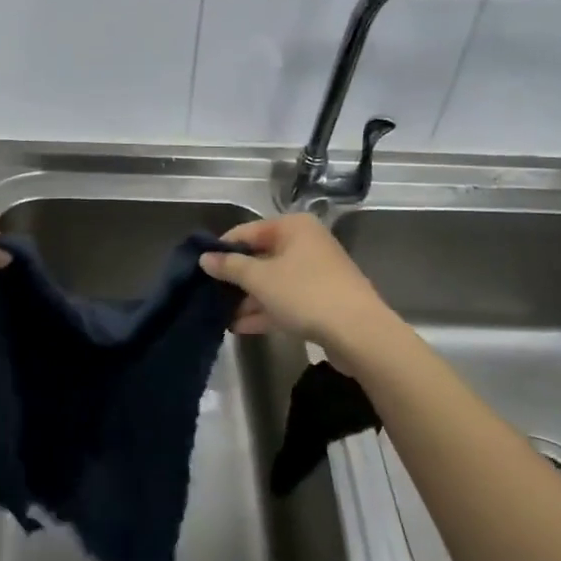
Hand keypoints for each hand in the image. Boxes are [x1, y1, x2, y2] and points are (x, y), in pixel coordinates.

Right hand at [198, 214, 391, 347]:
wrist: (359, 333)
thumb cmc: (305, 293)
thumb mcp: (260, 279)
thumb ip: (230, 267)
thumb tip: (205, 258)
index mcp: (293, 227)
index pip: (246, 231)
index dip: (222, 249)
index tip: (201, 269)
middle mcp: (305, 244)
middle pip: (260, 256)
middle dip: (235, 278)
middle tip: (207, 294)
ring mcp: (315, 273)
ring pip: (272, 281)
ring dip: (247, 298)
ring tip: (218, 315)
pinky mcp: (321, 300)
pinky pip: (285, 300)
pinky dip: (264, 310)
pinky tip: (239, 326)